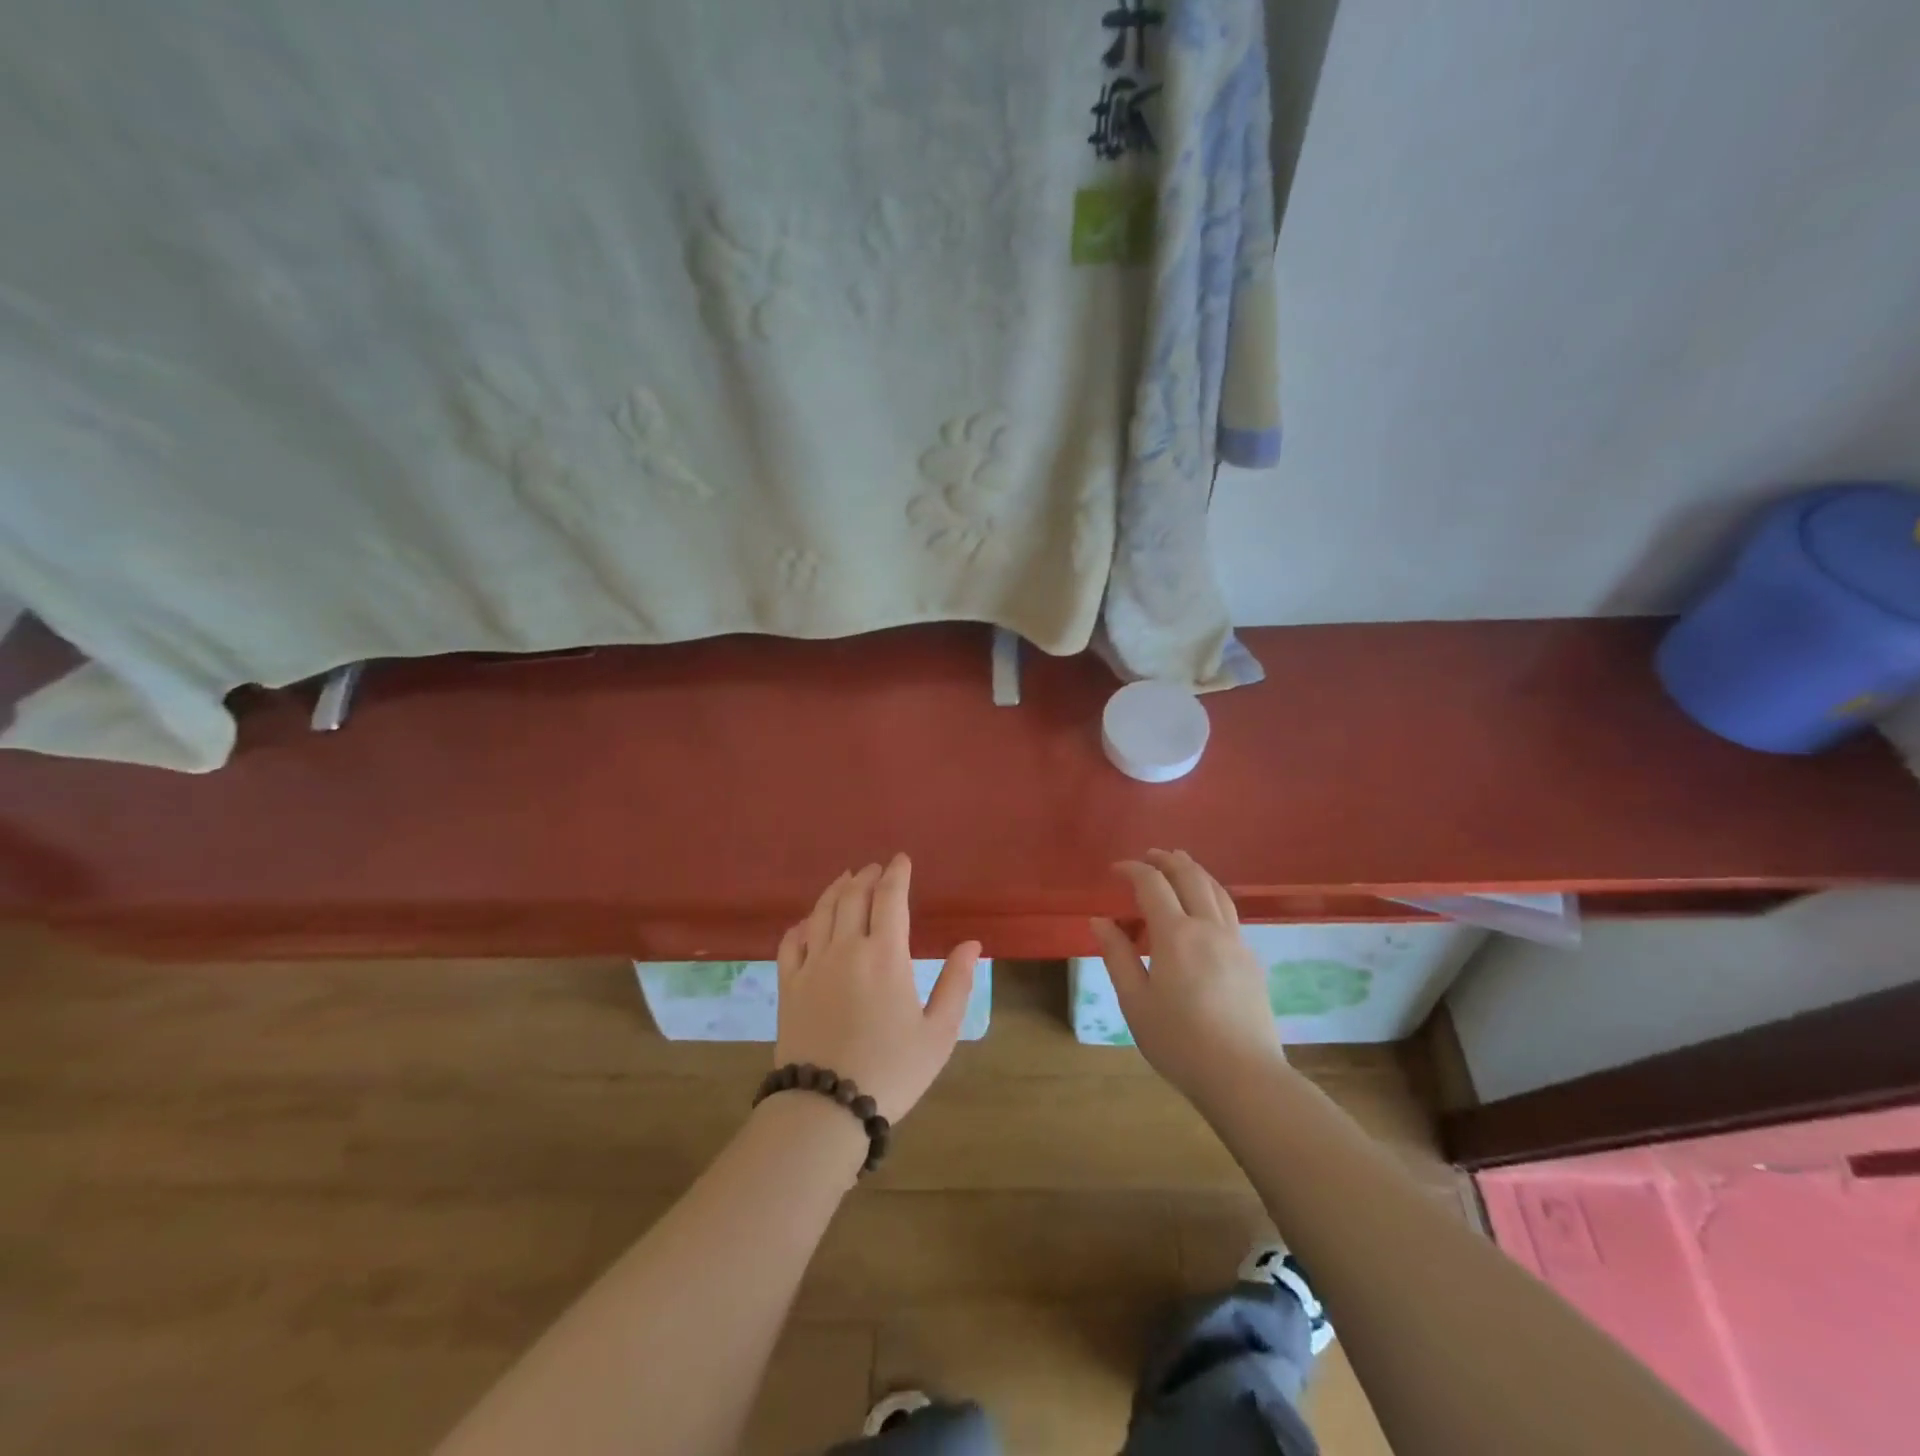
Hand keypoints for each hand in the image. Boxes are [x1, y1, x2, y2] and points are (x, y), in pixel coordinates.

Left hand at [774, 854, 980, 1121]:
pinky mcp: (789, 985)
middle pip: (853, 896)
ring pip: (822, 911)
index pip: (890, 898)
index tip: (901, 859)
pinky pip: (792, 941)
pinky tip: (810, 921)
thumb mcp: (939, 1033)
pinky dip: (803, 923)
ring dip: (836, 889)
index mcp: (886, 956)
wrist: (827, 1107)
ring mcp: (812, 965)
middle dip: (867, 876)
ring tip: (847, 880)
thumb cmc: (892, 1070)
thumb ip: (956, 984)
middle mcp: (846, 949)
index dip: (896, 874)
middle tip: (876, 868)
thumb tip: (971, 943)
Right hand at [1090, 849, 1285, 1108]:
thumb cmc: (1179, 1042)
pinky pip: (1229, 911)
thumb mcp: (1135, 1001)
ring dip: (1194, 870)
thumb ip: (1117, 955)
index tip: (1116, 869)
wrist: (1243, 1077)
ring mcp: (1235, 942)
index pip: (1152, 884)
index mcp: (1176, 935)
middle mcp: (1208, 928)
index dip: (1133, 869)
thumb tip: (1100, 920)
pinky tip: (1204, 907)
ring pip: (1216, 890)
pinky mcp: (1251, 959)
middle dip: (1167, 860)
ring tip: (1179, 864)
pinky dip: (1211, 894)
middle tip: (1148, 856)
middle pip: (1190, 876)